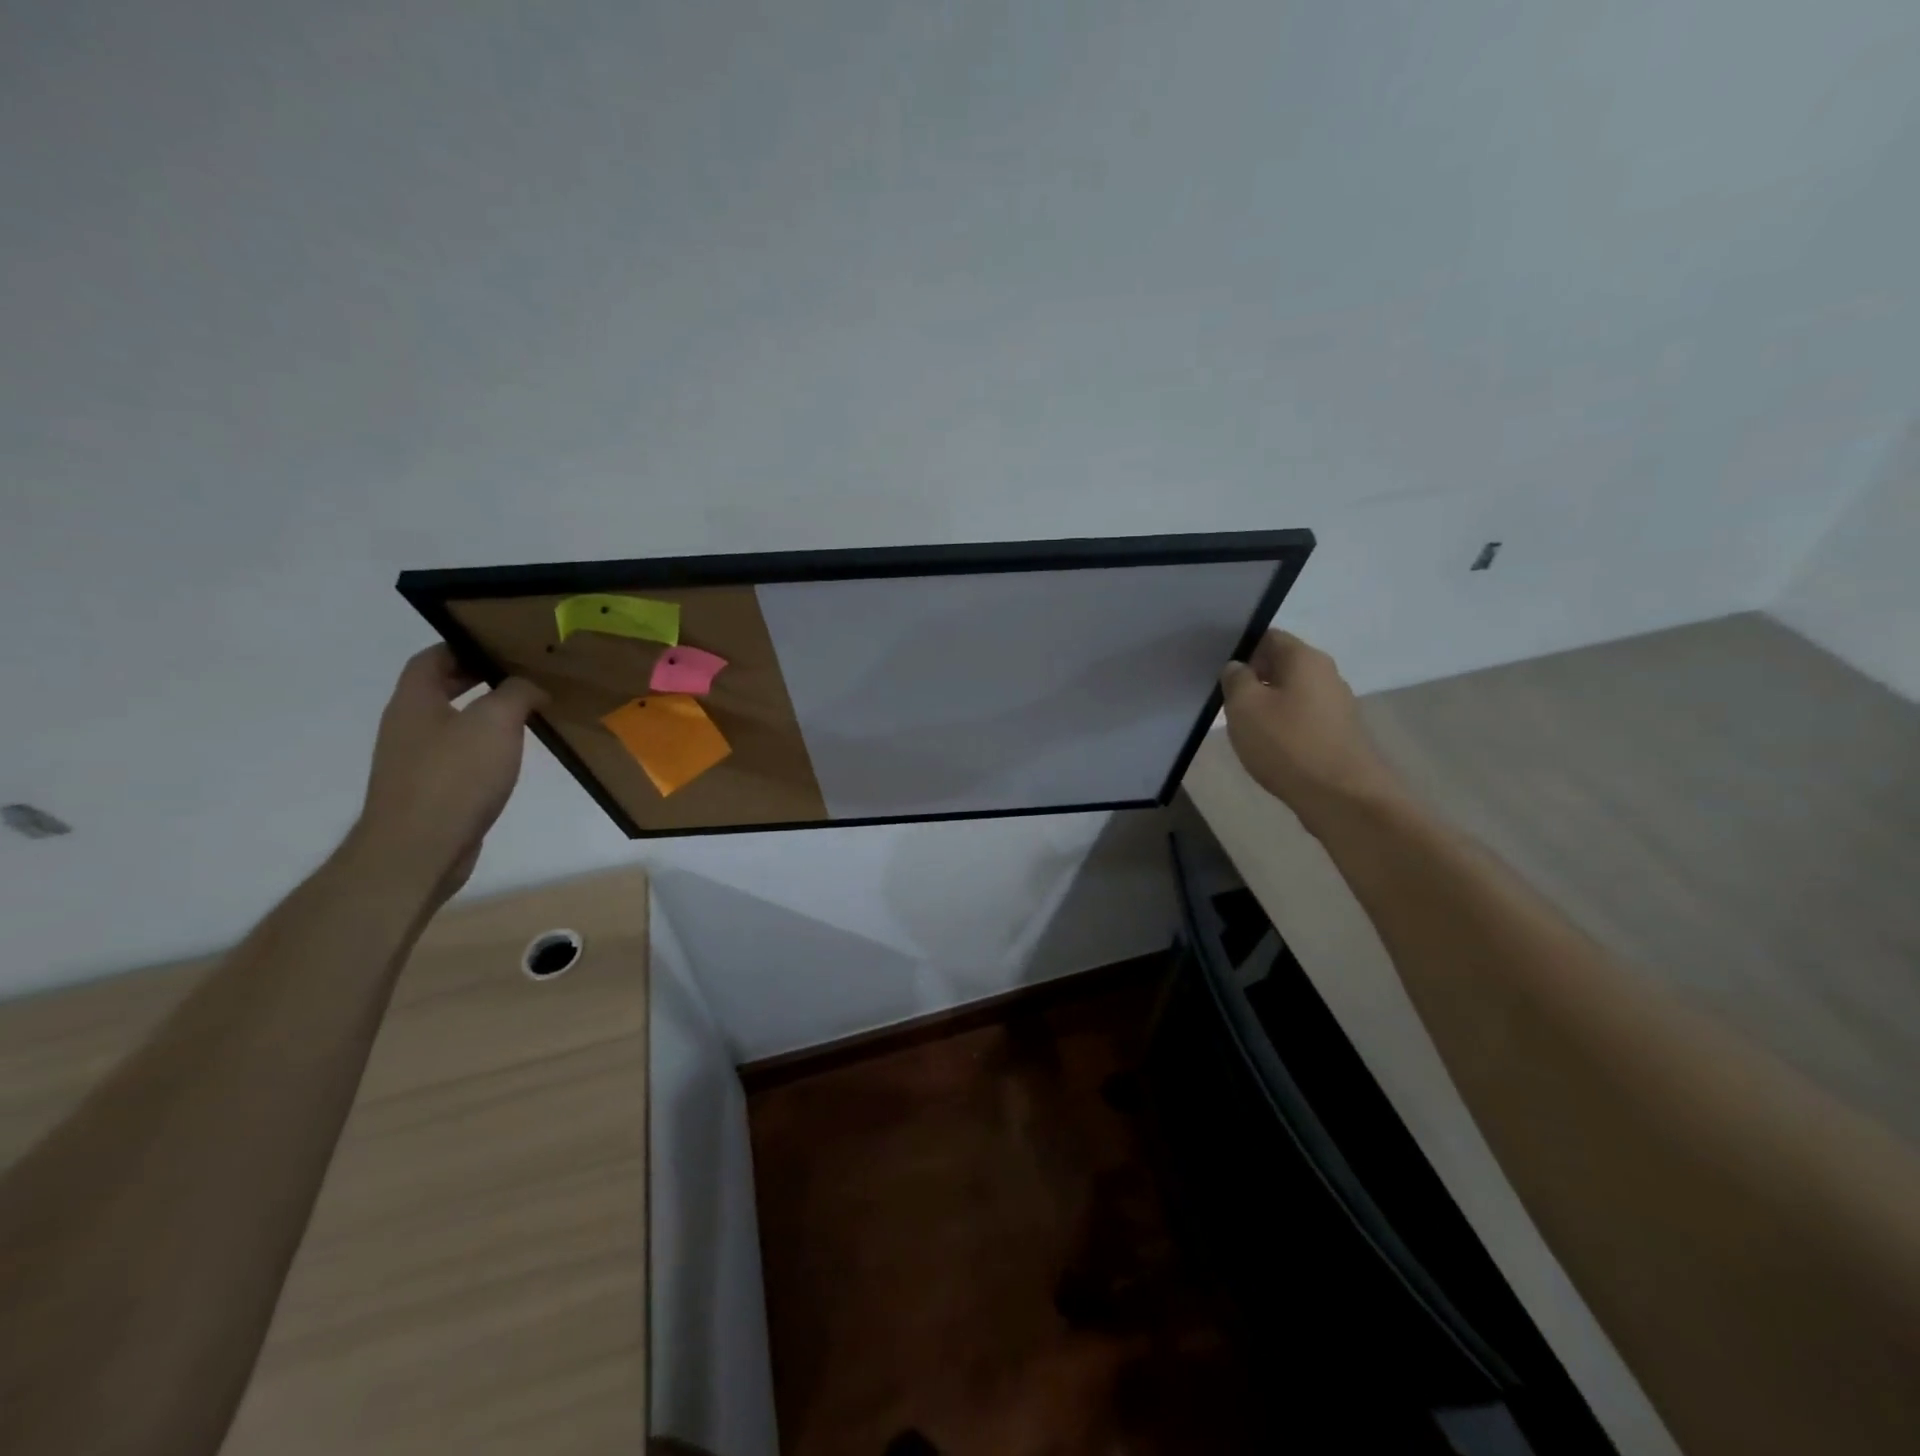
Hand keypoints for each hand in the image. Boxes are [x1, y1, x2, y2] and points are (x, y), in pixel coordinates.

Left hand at [353, 646, 547, 903]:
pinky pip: (457, 757)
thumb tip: (530, 687)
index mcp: (414, 702)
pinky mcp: (429, 792)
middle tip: (521, 677)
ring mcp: (414, 762)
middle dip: (476, 680)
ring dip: (484, 716)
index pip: (431, 658)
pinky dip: (483, 749)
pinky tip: (510, 759)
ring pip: (451, 724)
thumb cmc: (455, 776)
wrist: (419, 849)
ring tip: (526, 716)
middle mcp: (407, 726)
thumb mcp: (495, 722)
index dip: (462, 645)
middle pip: (438, 689)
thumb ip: (516, 694)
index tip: (501, 645)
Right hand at [1219, 631, 1404, 832]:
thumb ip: (1235, 679)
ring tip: (1243, 726)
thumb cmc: (1288, 744)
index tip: (1219, 671)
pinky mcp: (1338, 733)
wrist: (1343, 798)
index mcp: (1305, 658)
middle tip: (1224, 700)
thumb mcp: (1244, 706)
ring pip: (1292, 693)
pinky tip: (1268, 747)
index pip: (1268, 637)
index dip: (1241, 649)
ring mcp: (1337, 705)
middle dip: (1253, 678)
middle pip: (1282, 665)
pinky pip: (1303, 718)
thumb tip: (1238, 668)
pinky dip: (1283, 726)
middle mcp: (1326, 674)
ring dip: (1267, 705)